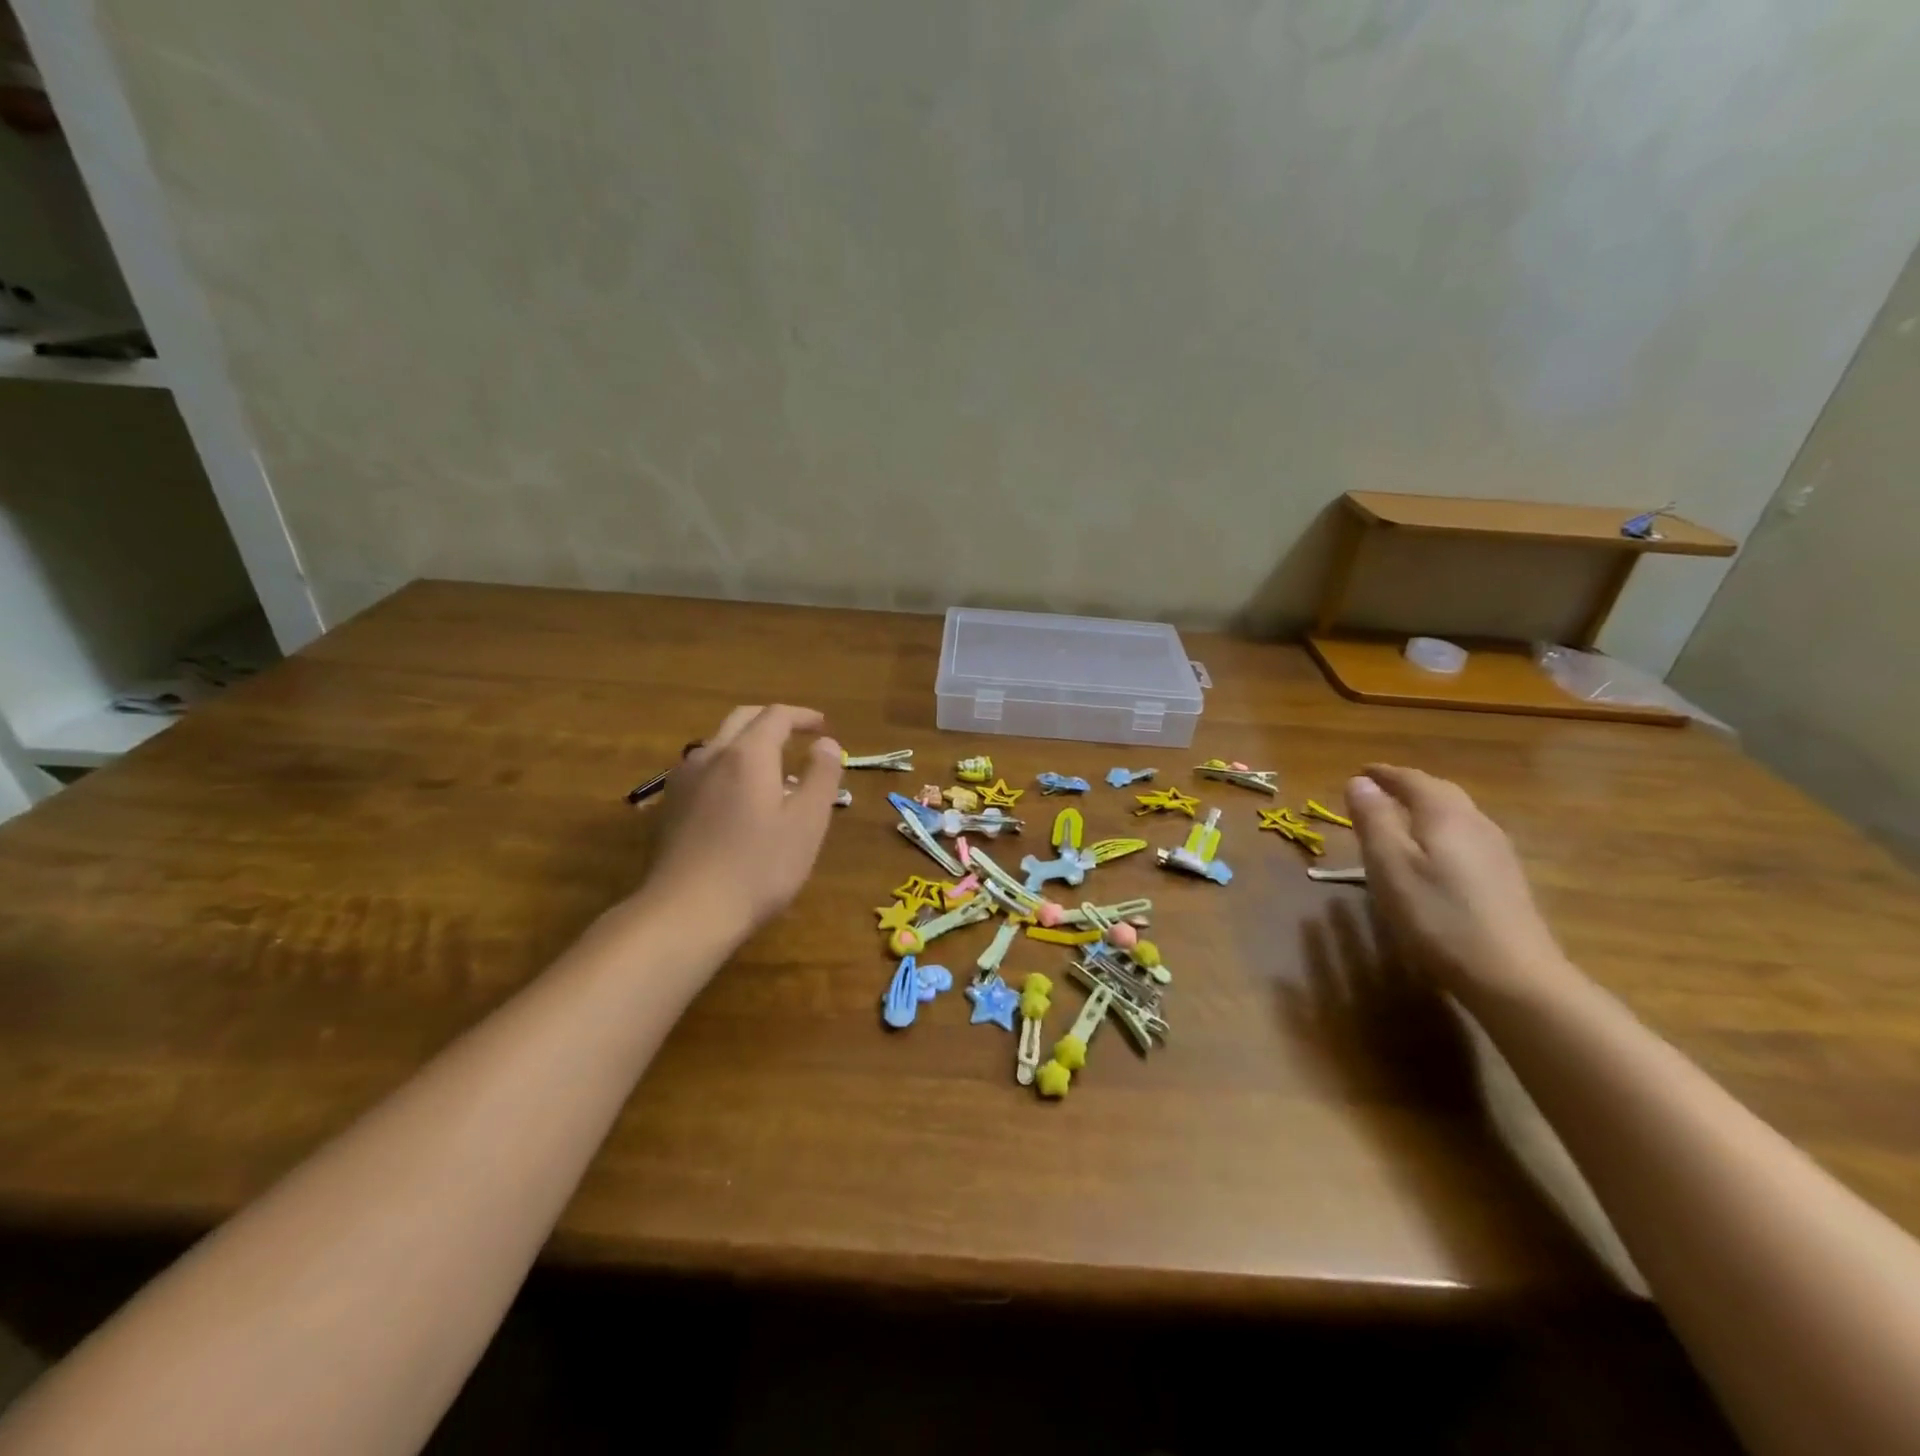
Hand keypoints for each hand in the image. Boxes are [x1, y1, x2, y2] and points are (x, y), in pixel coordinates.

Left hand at [638, 705, 842, 944]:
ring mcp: (684, 780)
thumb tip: (826, 744)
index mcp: (748, 754)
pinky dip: (729, 765)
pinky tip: (739, 797)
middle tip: (799, 736)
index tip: (824, 727)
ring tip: (773, 770)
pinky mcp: (671, 805)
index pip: (777, 716)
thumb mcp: (807, 823)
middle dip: (773, 721)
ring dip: (749, 743)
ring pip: (720, 743)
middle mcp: (712, 755)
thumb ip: (821, 776)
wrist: (687, 912)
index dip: (803, 716)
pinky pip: (705, 768)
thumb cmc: (758, 867)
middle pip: (743, 720)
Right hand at [1345, 765, 1569, 1001]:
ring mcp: (1497, 852)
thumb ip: (1374, 820)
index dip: (1385, 774)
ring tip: (1401, 818)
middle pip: (1441, 793)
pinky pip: (1466, 838)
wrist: (1512, 975)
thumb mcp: (1390, 866)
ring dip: (1427, 809)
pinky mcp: (1505, 880)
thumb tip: (1358, 782)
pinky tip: (1434, 854)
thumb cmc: (1438, 916)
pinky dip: (1442, 832)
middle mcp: (1476, 824)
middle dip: (1408, 787)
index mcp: (1445, 815)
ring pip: (1457, 815)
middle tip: (1379, 790)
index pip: (1413, 780)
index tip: (1361, 772)